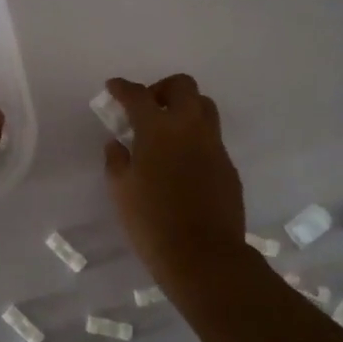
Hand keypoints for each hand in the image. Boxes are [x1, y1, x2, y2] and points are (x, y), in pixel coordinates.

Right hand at [102, 74, 247, 282]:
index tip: (114, 88)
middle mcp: (190, 127)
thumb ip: (116, 160)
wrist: (203, 255)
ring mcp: (214, 145)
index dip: (123, 88)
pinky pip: (212, 138)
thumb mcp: (120, 190)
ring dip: (185, 108)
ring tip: (168, 131)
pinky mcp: (228, 166)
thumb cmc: (152, 221)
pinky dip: (195, 138)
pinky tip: (183, 163)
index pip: (138, 95)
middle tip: (148, 108)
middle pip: (183, 86)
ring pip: (204, 107)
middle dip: (163, 88)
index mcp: (158, 129)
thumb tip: (118, 143)